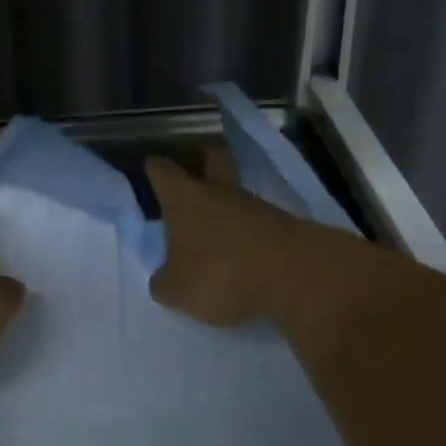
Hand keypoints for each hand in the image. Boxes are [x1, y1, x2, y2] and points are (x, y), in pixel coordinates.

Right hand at [146, 152, 299, 327]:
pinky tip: (243, 247)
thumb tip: (164, 278)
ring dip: (227, 200)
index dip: (155, 168)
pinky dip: (248, 228)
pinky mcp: (283, 224)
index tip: (151, 166)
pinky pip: (258, 219)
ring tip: (217, 222)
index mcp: (185, 200)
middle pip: (213, 158)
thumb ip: (164, 282)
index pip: (163, 171)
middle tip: (198, 157)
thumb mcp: (178, 291)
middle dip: (205, 154)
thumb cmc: (222, 274)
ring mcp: (256, 205)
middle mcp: (219, 192)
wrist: (295, 274)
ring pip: (237, 192)